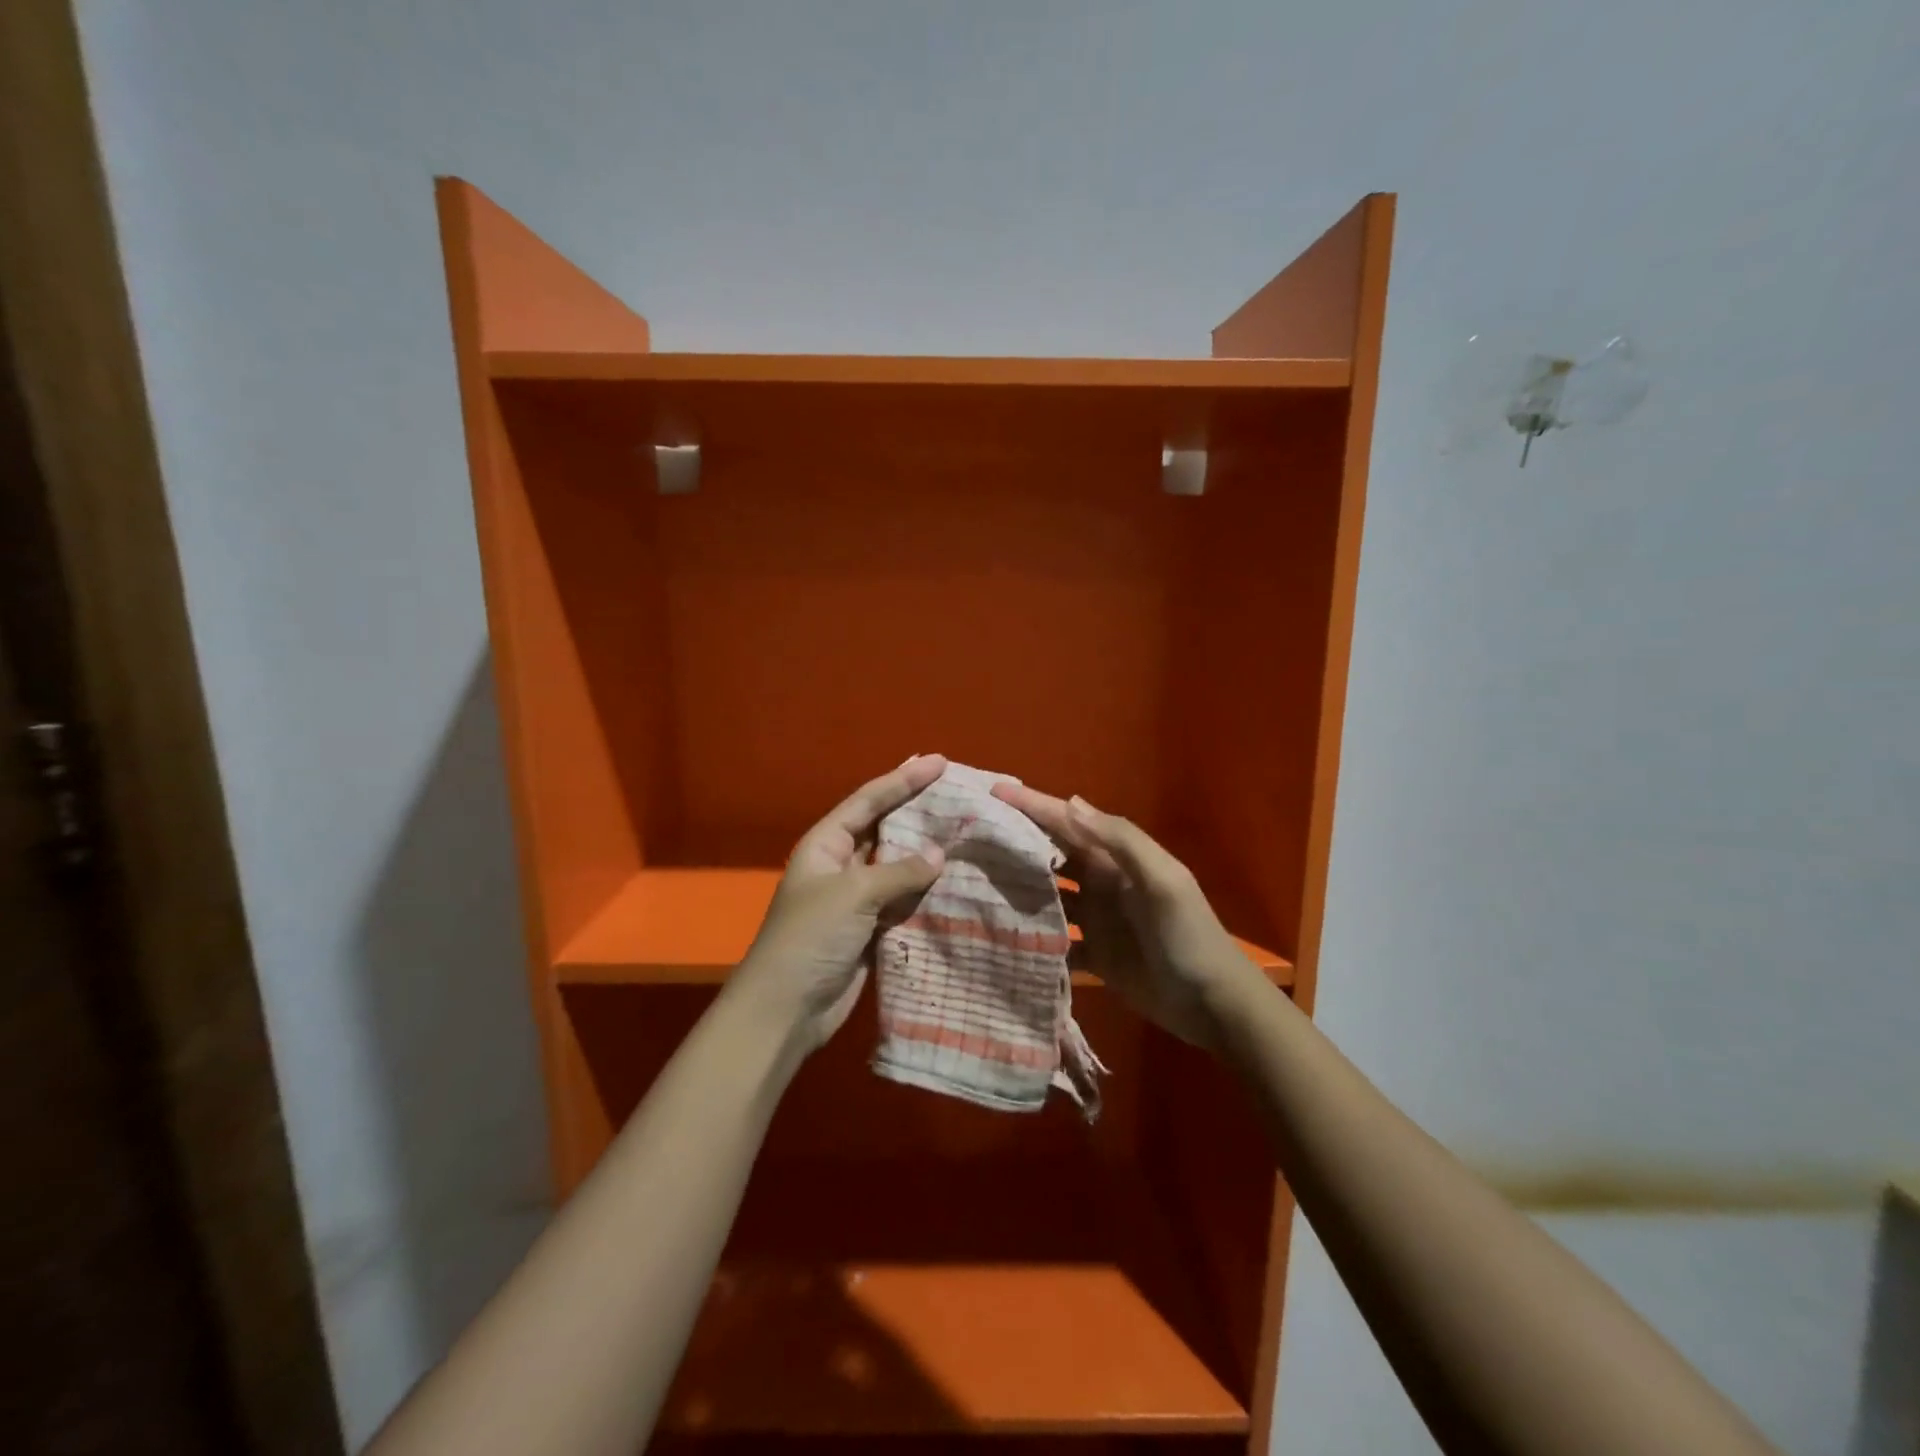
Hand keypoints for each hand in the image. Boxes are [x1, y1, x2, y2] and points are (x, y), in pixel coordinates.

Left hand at [731, 755, 947, 1053]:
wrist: (786, 1009)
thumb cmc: (810, 937)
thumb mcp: (853, 894)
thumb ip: (899, 870)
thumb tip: (940, 853)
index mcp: (826, 844)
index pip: (869, 801)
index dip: (903, 779)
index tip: (939, 762)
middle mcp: (841, 864)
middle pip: (885, 828)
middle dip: (917, 810)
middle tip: (958, 793)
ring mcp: (856, 899)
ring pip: (898, 865)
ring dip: (927, 852)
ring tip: (967, 831)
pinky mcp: (870, 929)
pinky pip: (904, 900)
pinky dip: (927, 890)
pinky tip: (957, 880)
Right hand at [990, 784, 1261, 1049]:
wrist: (1213, 1004)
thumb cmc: (1188, 936)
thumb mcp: (1162, 881)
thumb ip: (1120, 841)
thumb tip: (1069, 802)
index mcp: (1118, 859)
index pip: (1069, 823)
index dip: (1034, 805)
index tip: (995, 792)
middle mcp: (1103, 882)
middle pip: (1053, 854)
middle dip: (1018, 840)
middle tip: (973, 833)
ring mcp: (1097, 920)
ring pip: (1048, 895)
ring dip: (1018, 886)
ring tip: (974, 880)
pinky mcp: (1094, 955)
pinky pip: (1054, 940)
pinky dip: (1031, 936)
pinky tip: (999, 935)